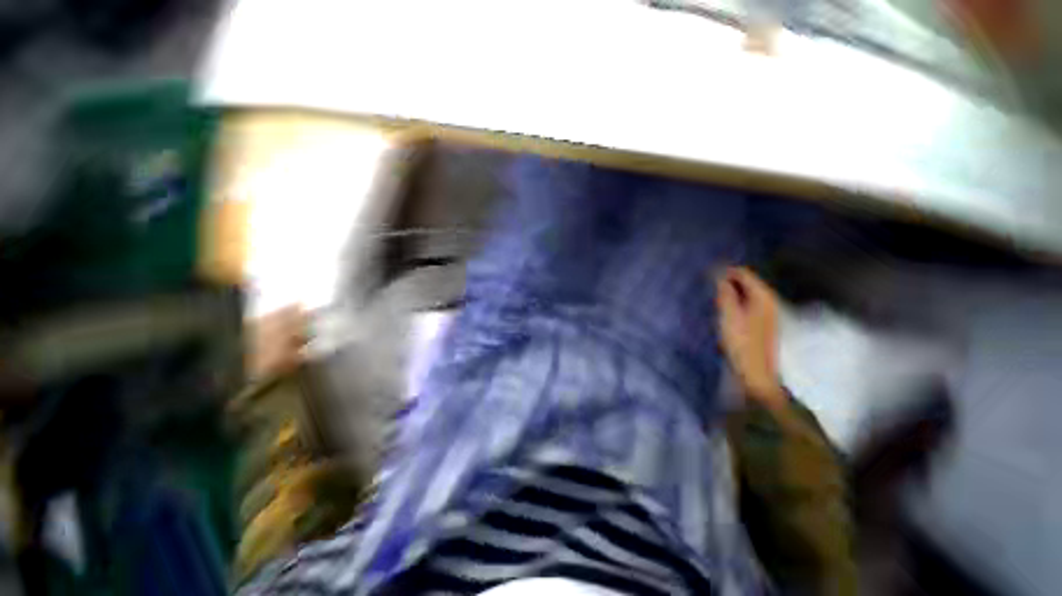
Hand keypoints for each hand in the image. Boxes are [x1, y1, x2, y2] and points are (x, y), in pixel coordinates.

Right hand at [716, 267, 785, 407]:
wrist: (756, 374)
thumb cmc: (741, 343)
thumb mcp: (729, 316)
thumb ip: (725, 293)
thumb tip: (718, 274)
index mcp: (763, 297)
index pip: (744, 274)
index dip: (725, 271)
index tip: (706, 274)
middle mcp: (769, 301)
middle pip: (747, 282)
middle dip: (727, 281)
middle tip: (707, 287)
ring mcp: (768, 313)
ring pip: (747, 294)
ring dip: (730, 293)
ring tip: (713, 298)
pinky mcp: (763, 324)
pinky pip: (748, 304)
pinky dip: (735, 303)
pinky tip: (724, 310)